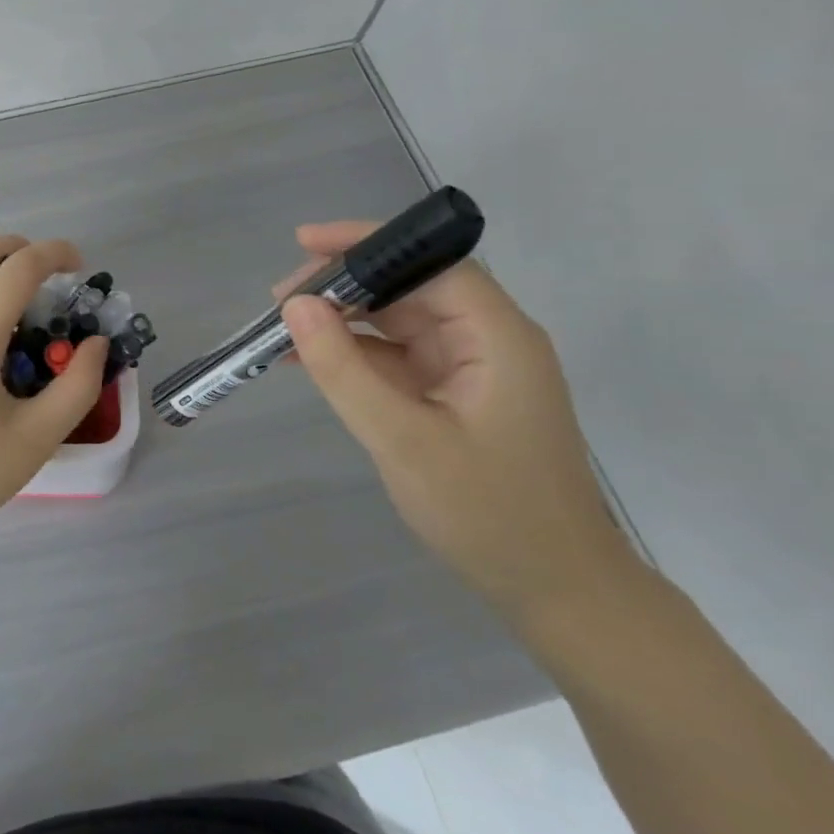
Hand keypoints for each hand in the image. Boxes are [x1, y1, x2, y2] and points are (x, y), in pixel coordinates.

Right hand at [278, 221, 635, 617]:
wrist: (555, 591)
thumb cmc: (489, 514)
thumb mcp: (403, 441)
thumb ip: (345, 370)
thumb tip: (294, 305)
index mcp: (497, 338)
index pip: (430, 264)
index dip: (368, 243)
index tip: (304, 242)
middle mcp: (486, 341)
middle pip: (409, 287)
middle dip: (343, 285)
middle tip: (279, 301)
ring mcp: (468, 368)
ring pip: (396, 321)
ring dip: (341, 320)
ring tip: (280, 330)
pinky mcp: (451, 395)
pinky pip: (394, 357)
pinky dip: (351, 354)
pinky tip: (307, 360)